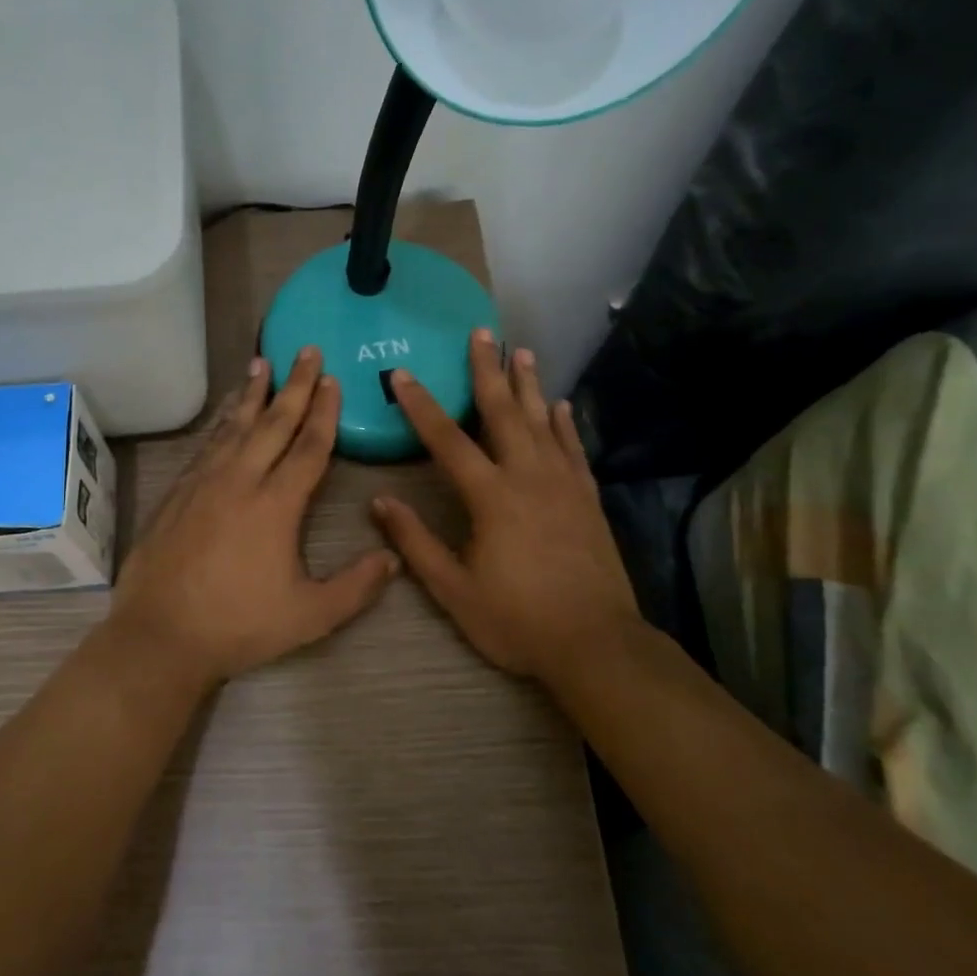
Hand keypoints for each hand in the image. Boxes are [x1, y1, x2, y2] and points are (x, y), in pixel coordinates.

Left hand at [106, 347, 399, 688]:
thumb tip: (393, 558)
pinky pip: (206, 446)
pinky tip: (226, 415)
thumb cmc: (239, 625)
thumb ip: (355, 587)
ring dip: (252, 394)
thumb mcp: (310, 615)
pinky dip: (221, 423)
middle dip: (294, 384)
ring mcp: (203, 483)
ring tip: (260, 363)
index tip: (332, 379)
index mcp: (276, 504)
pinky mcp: (177, 493)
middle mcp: (240, 481)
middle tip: (304, 349)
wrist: (160, 635)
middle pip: (273, 422)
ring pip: (234, 427)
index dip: (324, 411)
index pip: (309, 446)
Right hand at [372, 330, 641, 683]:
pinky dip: (565, 423)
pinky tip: (560, 404)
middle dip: (488, 370)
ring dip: (528, 384)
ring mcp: (563, 484)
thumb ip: (415, 542)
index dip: (421, 406)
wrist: (596, 643)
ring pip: (542, 421)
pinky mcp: (587, 498)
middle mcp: (528, 476)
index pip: (447, 440)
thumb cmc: (517, 619)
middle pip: (503, 412)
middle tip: (481, 332)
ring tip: (520, 351)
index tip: (403, 374)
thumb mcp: (453, 589)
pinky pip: (573, 448)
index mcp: (490, 497)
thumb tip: (380, 502)